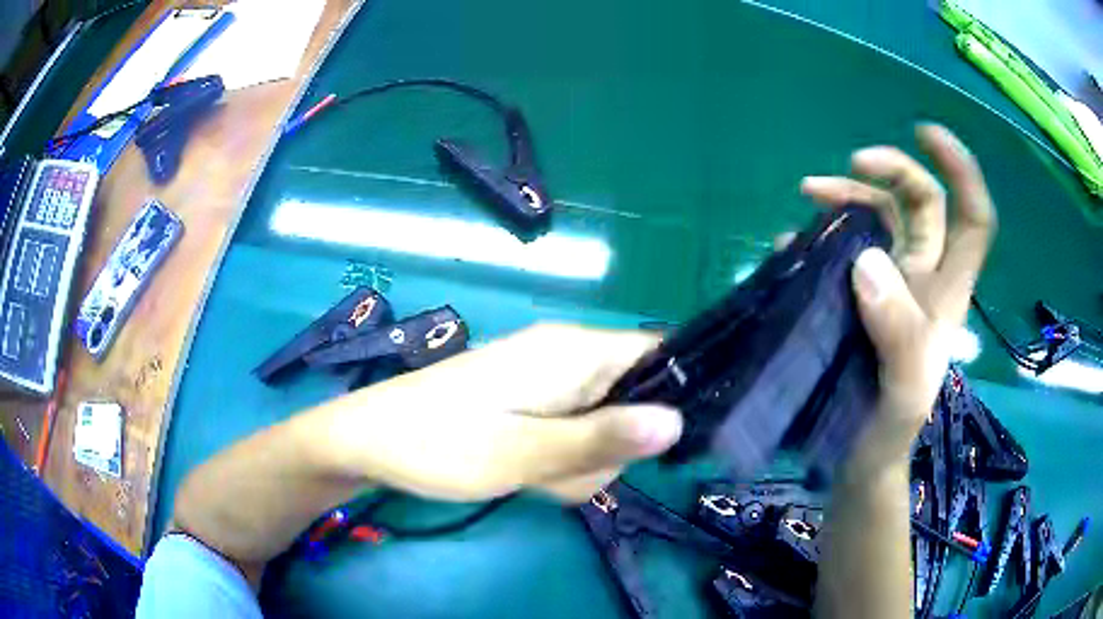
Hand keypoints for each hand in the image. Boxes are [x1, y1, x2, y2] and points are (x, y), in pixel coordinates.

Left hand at [322, 324, 682, 501]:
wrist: (371, 441)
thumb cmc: (438, 443)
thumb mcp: (524, 453)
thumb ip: (602, 438)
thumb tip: (679, 421)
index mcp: (573, 351)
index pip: (659, 351)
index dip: (676, 394)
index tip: (656, 449)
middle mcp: (568, 356)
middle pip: (633, 401)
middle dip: (607, 449)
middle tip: (558, 470)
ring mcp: (548, 380)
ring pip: (602, 427)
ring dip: (577, 463)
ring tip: (529, 473)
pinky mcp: (531, 402)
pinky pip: (571, 433)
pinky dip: (555, 460)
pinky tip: (522, 472)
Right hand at [800, 124, 996, 476]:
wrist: (857, 462)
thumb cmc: (887, 433)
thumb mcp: (902, 395)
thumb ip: (898, 334)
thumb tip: (866, 259)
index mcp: (944, 293)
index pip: (970, 219)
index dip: (960, 172)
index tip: (925, 134)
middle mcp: (921, 278)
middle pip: (921, 204)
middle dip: (891, 171)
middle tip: (847, 164)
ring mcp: (888, 285)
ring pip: (879, 218)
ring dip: (847, 197)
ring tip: (808, 194)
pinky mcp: (855, 297)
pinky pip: (842, 248)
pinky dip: (821, 235)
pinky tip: (793, 244)